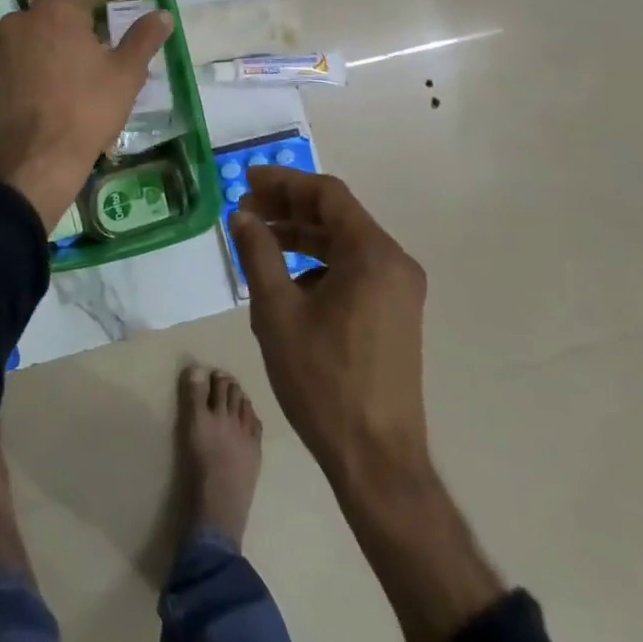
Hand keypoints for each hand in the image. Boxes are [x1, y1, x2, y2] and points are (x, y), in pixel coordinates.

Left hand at [0, 0, 173, 231]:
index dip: (97, 33)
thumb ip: (144, 38)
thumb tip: (163, 14)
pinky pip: (21, 67)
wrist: (39, 158)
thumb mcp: (127, 73)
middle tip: (93, 76)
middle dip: (73, 42)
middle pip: (56, 24)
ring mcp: (2, 49)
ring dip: (52, 58)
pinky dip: (35, 77)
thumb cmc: (88, 107)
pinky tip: (51, 103)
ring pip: (37, 44)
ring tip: (73, 92)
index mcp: (55, 9)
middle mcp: (22, 20)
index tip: (105, 60)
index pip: (83, 8)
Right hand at [230, 167, 430, 486]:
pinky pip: (354, 270)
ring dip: (301, 236)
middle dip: (289, 208)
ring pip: (344, 244)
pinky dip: (318, 264)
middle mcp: (394, 263)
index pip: (327, 194)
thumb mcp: (278, 311)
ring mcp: (399, 291)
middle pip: (337, 216)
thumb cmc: (324, 380)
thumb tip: (242, 215)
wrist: (376, 461)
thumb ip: (258, 253)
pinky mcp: (395, 315)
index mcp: (373, 254)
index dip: (284, 182)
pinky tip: (287, 282)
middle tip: (246, 209)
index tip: (247, 180)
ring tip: (259, 242)